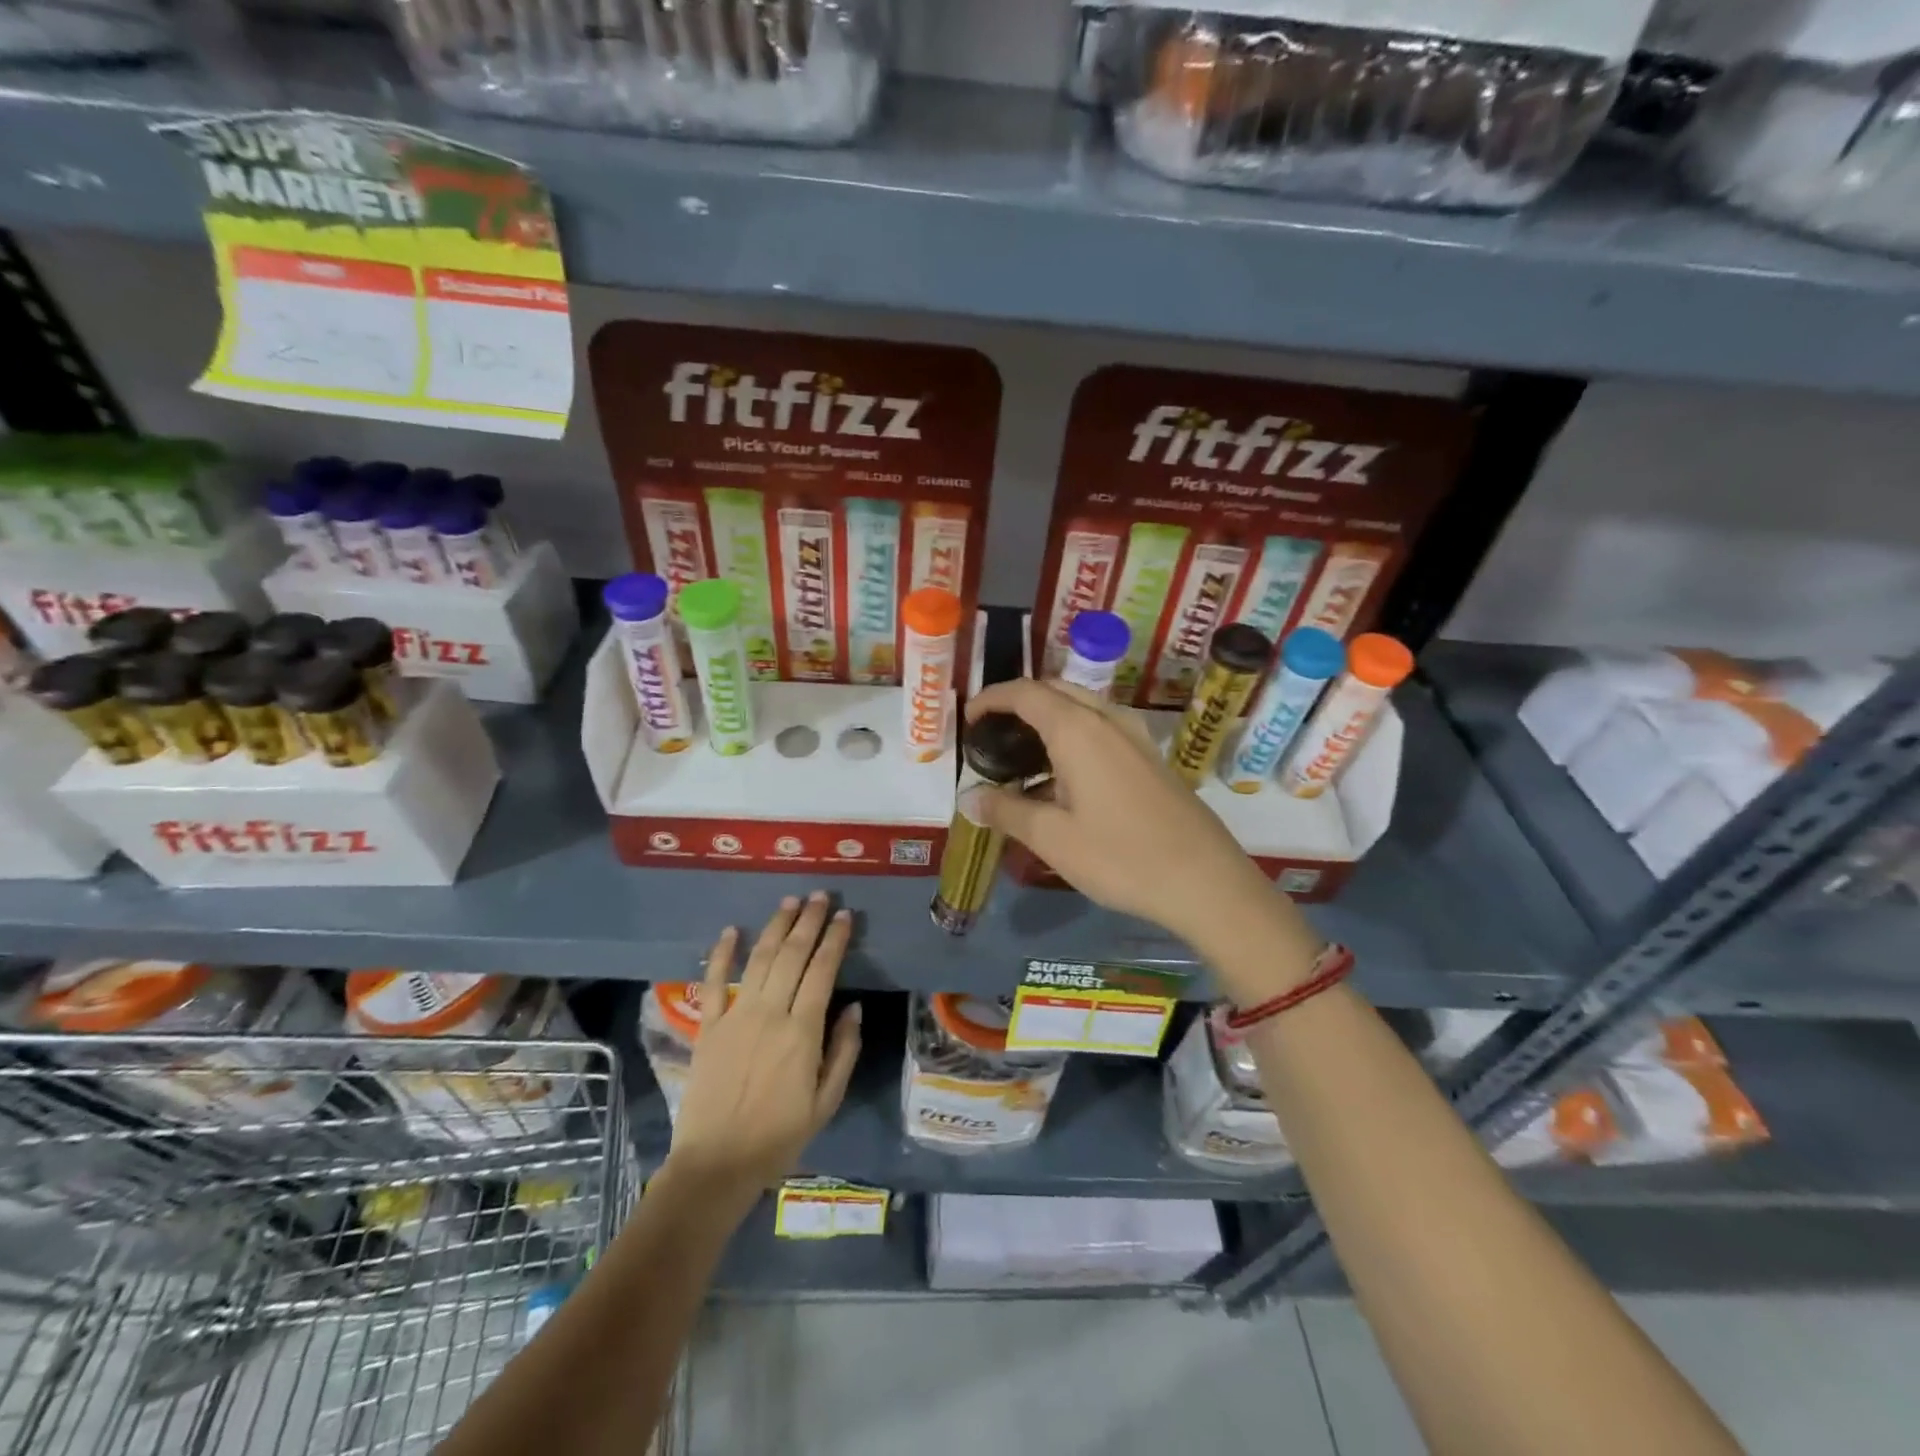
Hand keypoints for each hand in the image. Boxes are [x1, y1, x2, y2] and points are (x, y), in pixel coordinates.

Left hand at [664, 892, 862, 1202]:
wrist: (716, 1164)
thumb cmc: (779, 1136)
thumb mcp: (826, 1102)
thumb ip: (843, 1051)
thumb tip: (854, 1008)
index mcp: (802, 1031)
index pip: (822, 971)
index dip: (834, 940)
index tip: (844, 916)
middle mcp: (770, 1013)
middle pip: (792, 955)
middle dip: (808, 921)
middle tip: (820, 896)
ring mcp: (736, 1016)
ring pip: (760, 959)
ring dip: (776, 927)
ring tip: (789, 902)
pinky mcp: (708, 1027)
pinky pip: (714, 983)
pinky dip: (722, 954)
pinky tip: (732, 930)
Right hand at [965, 679, 1309, 975]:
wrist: (1205, 881)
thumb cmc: (1121, 856)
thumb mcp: (1052, 839)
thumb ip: (1006, 812)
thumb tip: (970, 799)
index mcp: (1078, 729)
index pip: (1025, 693)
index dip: (992, 698)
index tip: (969, 719)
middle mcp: (1108, 719)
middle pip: (1056, 690)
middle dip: (1019, 702)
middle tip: (993, 734)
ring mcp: (1135, 736)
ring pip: (1082, 707)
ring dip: (1049, 717)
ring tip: (1023, 755)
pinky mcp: (1151, 757)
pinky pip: (1102, 727)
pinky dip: (1074, 734)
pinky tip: (1065, 777)